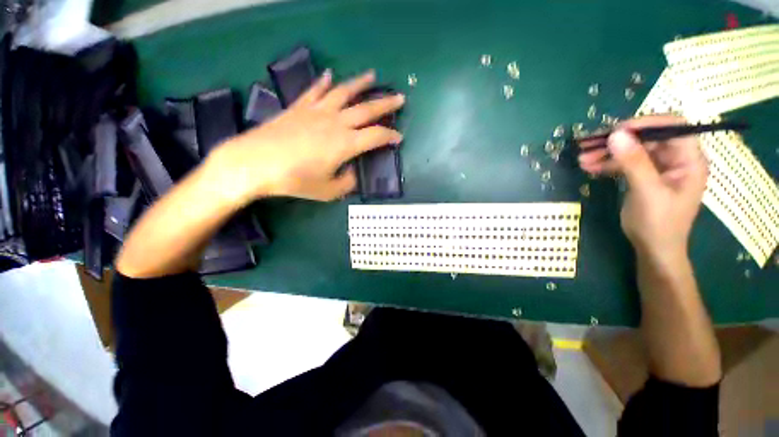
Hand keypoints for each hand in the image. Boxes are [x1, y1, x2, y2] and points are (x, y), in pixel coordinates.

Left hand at [211, 70, 404, 202]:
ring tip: (372, 76)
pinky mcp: (300, 107)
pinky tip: (329, 75)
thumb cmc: (294, 180)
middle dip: (386, 104)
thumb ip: (346, 182)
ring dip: (360, 84)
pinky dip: (324, 82)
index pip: (376, 136)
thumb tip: (352, 172)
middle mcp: (336, 123)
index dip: (390, 136)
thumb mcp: (327, 190)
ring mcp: (317, 111)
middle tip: (399, 98)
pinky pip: (316, 90)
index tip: (398, 137)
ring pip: (344, 92)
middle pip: (367, 109)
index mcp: (346, 144)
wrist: (255, 163)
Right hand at [578, 115, 708, 257]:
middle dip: (618, 141)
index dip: (647, 123)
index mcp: (689, 159)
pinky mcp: (644, 175)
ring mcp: (659, 167)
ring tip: (582, 159)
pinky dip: (607, 163)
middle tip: (590, 145)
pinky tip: (589, 168)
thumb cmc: (659, 224)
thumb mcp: (647, 192)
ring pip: (632, 149)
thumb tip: (616, 134)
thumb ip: (634, 162)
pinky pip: (625, 162)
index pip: (673, 127)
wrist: (653, 248)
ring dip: (607, 153)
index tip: (617, 130)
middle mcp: (676, 158)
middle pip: (648, 137)